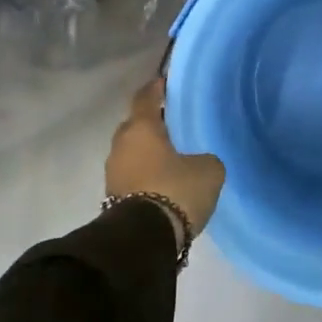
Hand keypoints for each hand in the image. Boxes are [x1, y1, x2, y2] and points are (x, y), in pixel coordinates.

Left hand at [106, 79, 225, 246]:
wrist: (143, 240)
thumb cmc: (175, 190)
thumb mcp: (208, 170)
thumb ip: (204, 158)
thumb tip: (198, 162)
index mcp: (141, 128)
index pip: (146, 97)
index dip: (156, 88)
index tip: (165, 81)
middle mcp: (121, 144)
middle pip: (135, 125)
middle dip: (151, 123)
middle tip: (172, 124)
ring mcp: (113, 173)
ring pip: (132, 153)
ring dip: (147, 153)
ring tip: (171, 157)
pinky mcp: (112, 199)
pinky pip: (132, 176)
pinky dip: (145, 175)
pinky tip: (163, 182)